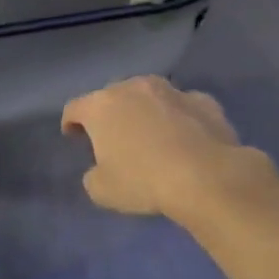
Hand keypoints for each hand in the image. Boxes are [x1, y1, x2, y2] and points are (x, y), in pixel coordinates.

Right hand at [62, 76, 260, 218]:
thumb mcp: (102, 190)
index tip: (73, 136)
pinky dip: (180, 118)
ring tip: (151, 134)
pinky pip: (183, 107)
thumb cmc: (143, 181)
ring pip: (150, 96)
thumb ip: (94, 175)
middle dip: (110, 114)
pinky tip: (185, 138)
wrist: (207, 177)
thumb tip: (102, 170)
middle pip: (112, 96)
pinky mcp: (205, 101)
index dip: (70, 122)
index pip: (74, 108)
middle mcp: (134, 88)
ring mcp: (172, 91)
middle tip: (113, 137)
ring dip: (145, 111)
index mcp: (101, 106)